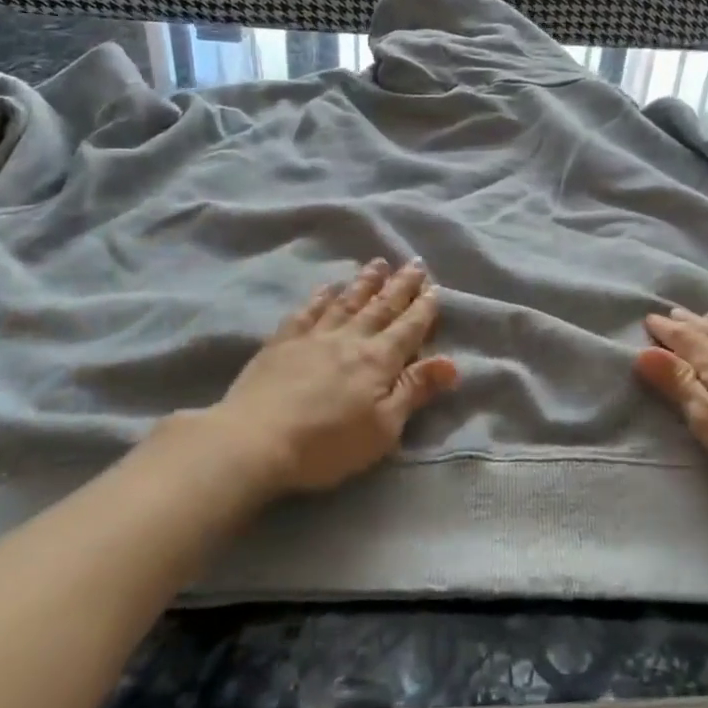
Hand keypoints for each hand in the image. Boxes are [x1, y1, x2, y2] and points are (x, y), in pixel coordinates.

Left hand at [204, 259, 458, 498]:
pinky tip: (328, 288)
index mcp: (378, 360)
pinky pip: (307, 312)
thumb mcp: (383, 428)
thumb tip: (452, 363)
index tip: (435, 286)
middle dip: (400, 286)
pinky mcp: (282, 343)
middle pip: (381, 307)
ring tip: (378, 264)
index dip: (424, 308)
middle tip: (413, 263)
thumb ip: (415, 391)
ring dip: (365, 282)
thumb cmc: (327, 444)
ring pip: (346, 302)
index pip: (408, 328)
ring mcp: (314, 337)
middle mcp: (350, 339)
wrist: (255, 441)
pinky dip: (321, 298)